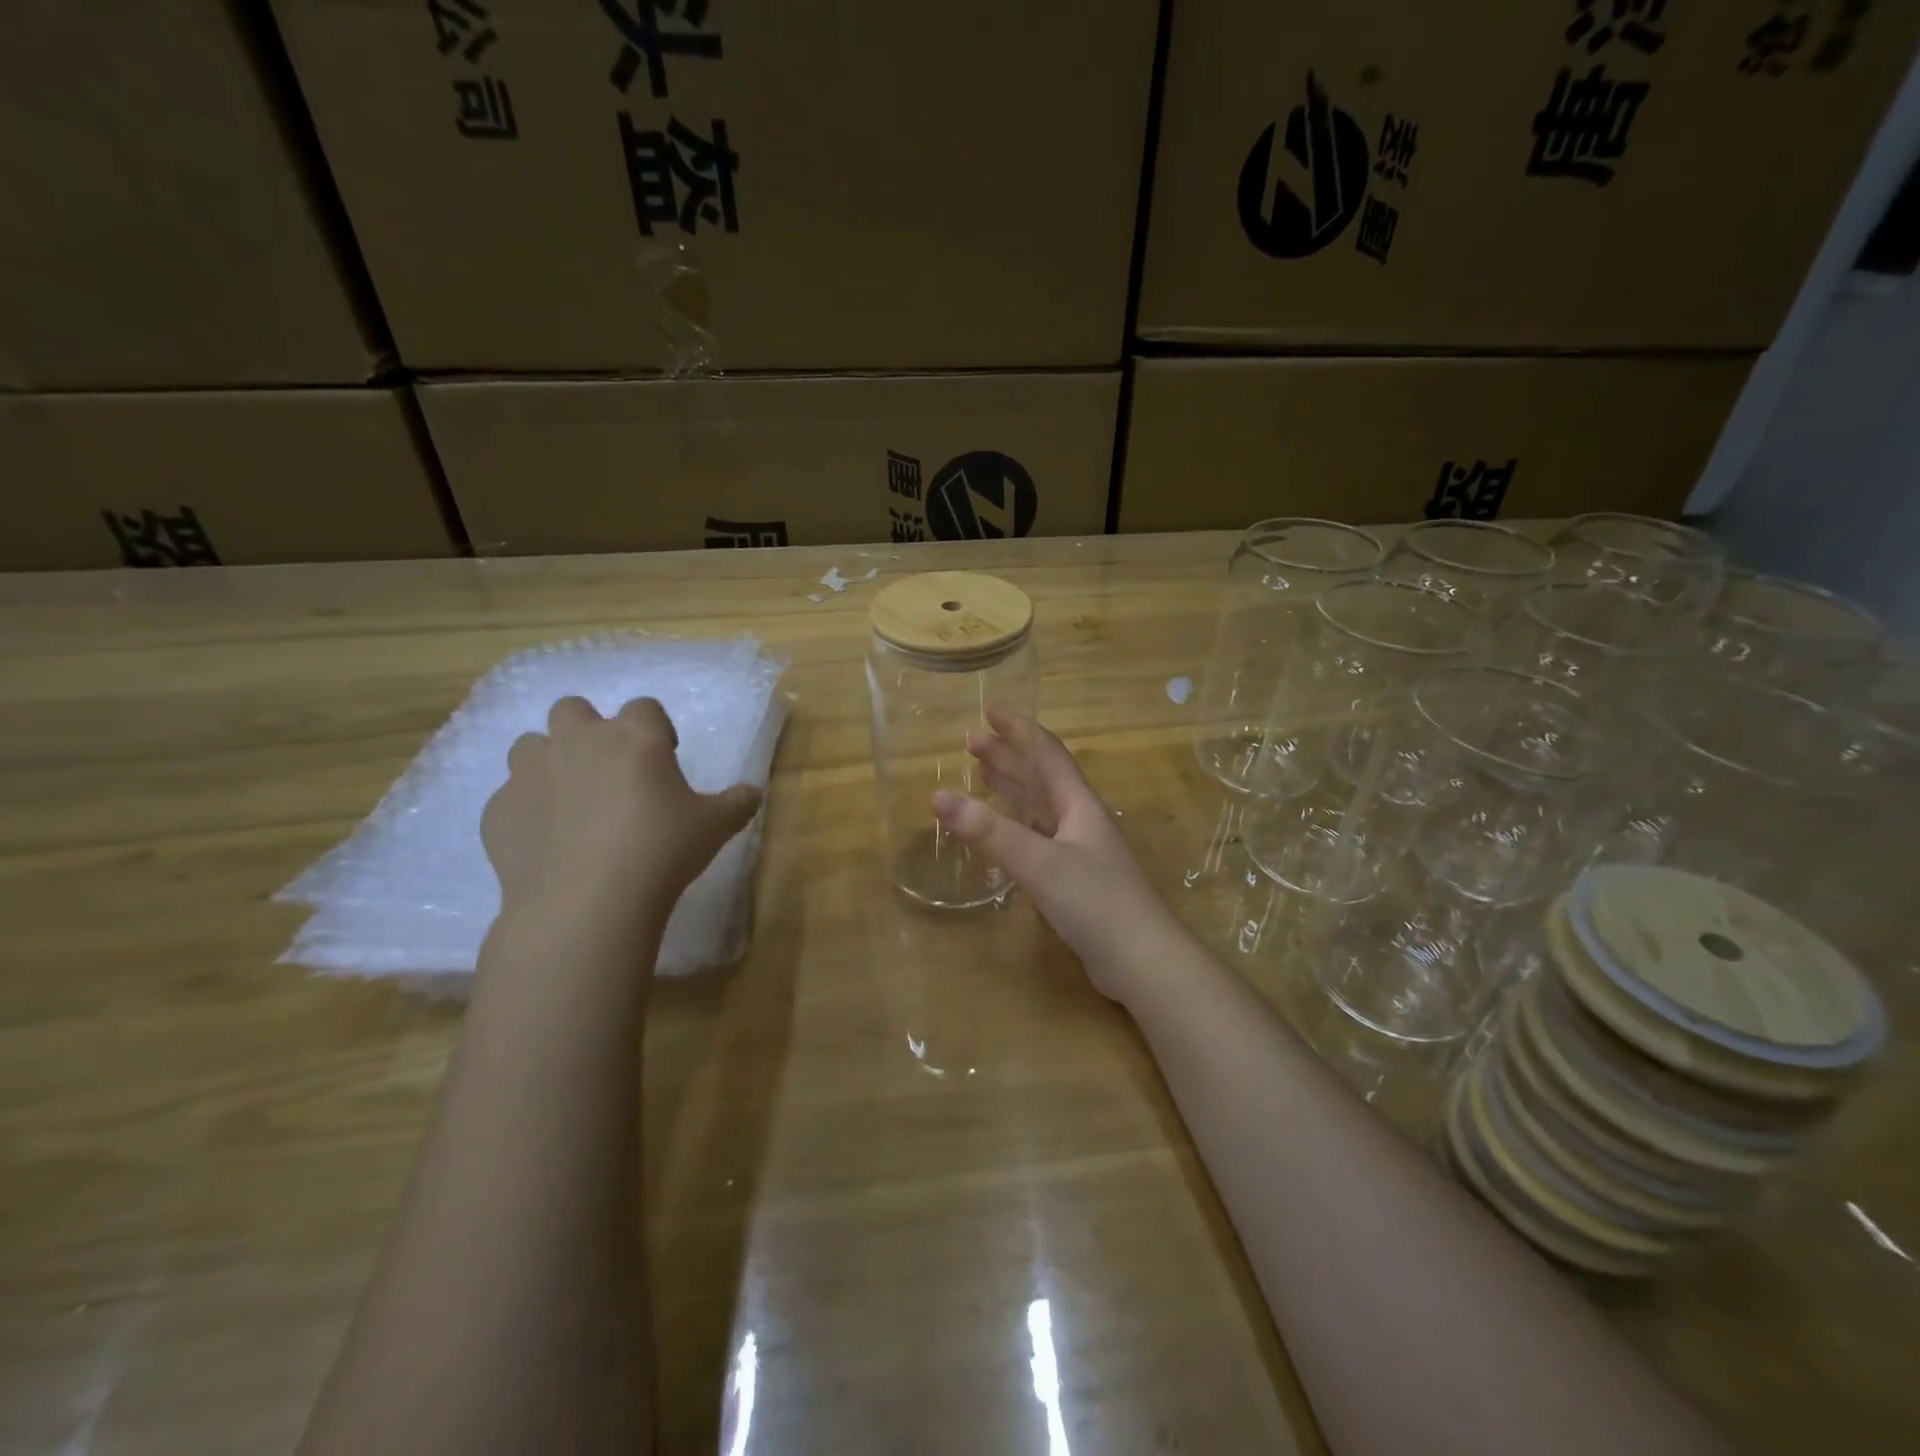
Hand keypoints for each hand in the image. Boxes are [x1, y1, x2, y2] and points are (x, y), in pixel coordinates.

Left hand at [482, 697, 761, 932]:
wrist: (588, 900)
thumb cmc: (662, 850)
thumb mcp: (715, 826)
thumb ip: (737, 803)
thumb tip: (752, 793)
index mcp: (633, 737)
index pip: (644, 707)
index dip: (655, 729)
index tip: (663, 758)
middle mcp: (578, 741)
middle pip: (573, 709)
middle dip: (588, 731)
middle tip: (609, 770)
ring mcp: (531, 774)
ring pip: (530, 746)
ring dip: (549, 762)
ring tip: (570, 801)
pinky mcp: (498, 811)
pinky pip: (509, 798)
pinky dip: (526, 811)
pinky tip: (546, 842)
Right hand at [931, 708, 1182, 998]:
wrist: (1142, 961)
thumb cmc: (1096, 902)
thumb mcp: (1039, 863)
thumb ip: (990, 832)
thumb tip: (939, 796)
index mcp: (1078, 805)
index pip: (1046, 754)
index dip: (1019, 729)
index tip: (990, 710)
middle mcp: (1079, 820)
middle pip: (1040, 778)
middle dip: (1007, 757)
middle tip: (971, 740)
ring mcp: (1078, 850)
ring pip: (1038, 808)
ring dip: (1011, 788)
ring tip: (981, 771)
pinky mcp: (1073, 879)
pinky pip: (1037, 838)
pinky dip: (1014, 826)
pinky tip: (1001, 831)